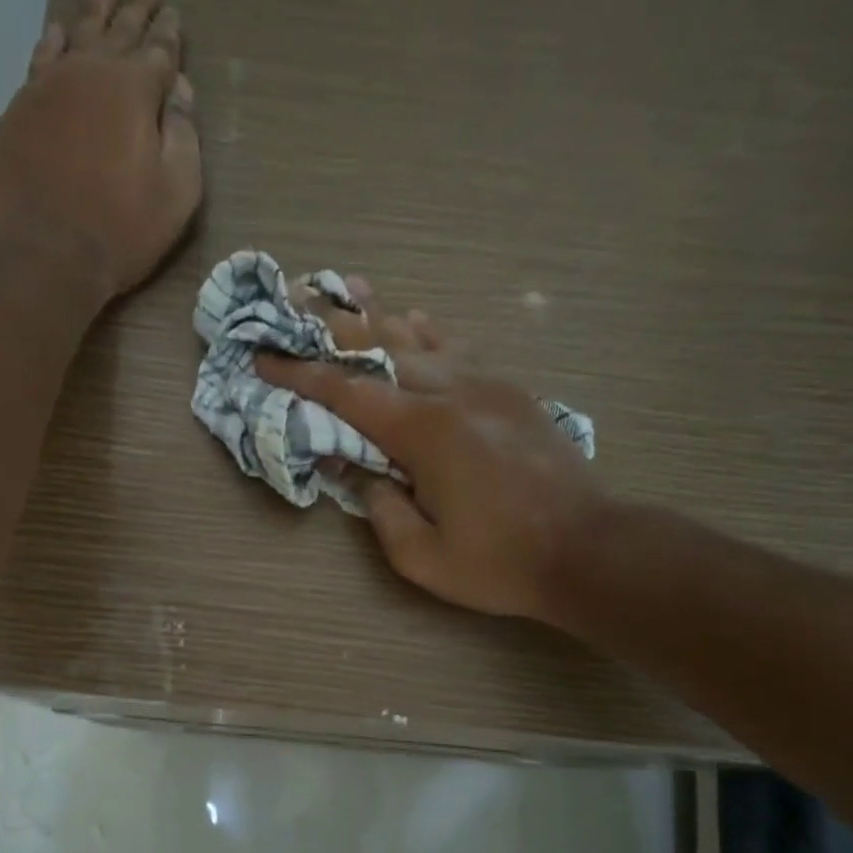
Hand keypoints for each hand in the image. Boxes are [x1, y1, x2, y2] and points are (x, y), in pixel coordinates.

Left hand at [0, 0, 201, 296]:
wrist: (43, 253)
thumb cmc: (121, 230)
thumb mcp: (176, 194)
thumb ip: (185, 138)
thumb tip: (181, 93)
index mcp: (135, 92)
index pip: (159, 52)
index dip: (169, 35)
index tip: (174, 16)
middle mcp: (90, 74)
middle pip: (117, 31)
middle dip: (135, 8)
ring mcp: (48, 87)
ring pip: (76, 36)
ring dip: (93, 13)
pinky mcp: (19, 110)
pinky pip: (40, 60)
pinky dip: (53, 42)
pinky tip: (58, 33)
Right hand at [256, 286, 613, 625]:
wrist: (587, 549)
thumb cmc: (499, 562)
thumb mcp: (421, 556)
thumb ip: (378, 509)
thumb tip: (356, 471)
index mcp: (424, 431)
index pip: (347, 392)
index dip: (300, 375)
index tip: (264, 357)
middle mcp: (453, 392)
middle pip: (382, 347)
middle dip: (334, 328)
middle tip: (298, 302)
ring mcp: (488, 385)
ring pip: (423, 338)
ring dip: (381, 316)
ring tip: (351, 289)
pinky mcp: (512, 392)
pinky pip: (461, 348)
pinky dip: (430, 333)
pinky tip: (416, 320)